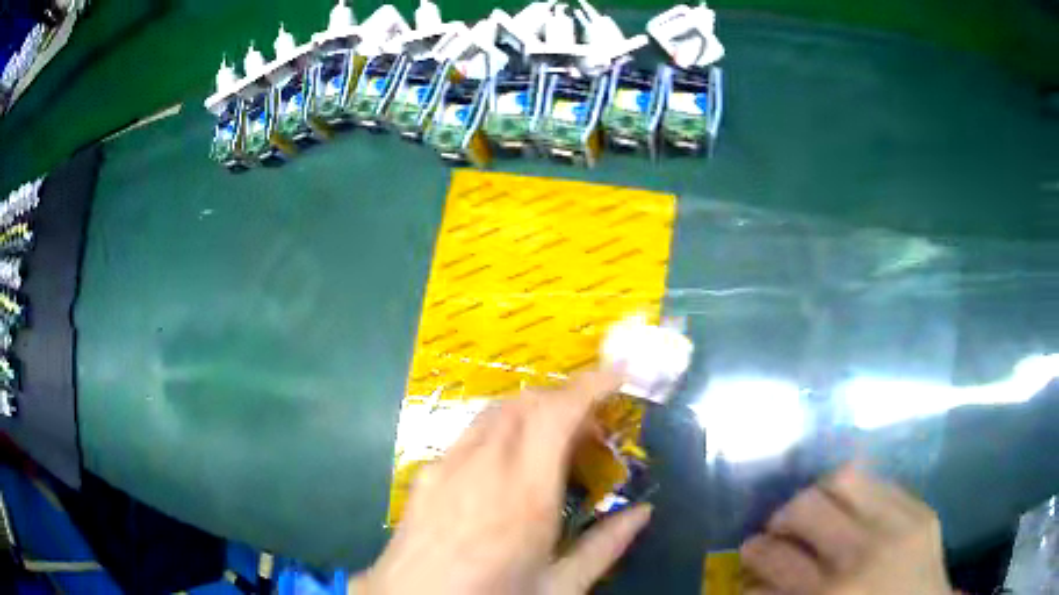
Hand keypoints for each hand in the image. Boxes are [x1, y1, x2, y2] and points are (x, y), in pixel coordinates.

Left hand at [352, 370, 651, 594]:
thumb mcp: (559, 587)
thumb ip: (605, 546)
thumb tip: (643, 513)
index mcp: (525, 494)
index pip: (557, 414)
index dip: (590, 385)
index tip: (617, 376)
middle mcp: (484, 466)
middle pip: (526, 403)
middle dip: (564, 398)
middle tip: (590, 426)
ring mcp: (448, 465)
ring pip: (495, 412)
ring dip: (531, 411)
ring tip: (552, 441)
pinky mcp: (426, 473)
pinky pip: (469, 434)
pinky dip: (500, 430)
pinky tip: (504, 465)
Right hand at [741, 465, 952, 594]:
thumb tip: (754, 578)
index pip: (775, 558)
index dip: (755, 554)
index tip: (751, 553)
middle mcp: (862, 554)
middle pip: (806, 507)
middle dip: (781, 517)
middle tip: (780, 530)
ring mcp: (898, 525)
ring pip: (843, 478)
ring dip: (819, 492)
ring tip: (815, 510)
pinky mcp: (921, 510)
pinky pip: (879, 481)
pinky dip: (856, 492)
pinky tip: (851, 509)